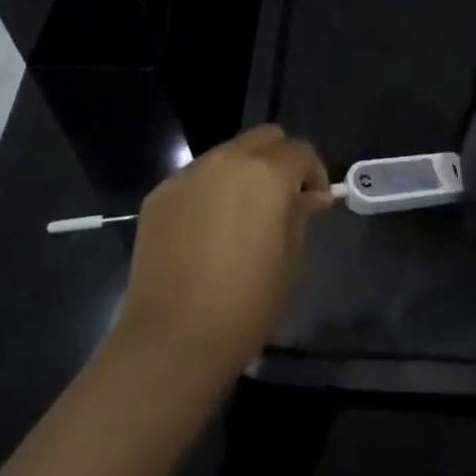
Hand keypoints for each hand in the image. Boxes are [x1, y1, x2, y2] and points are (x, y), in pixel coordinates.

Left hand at [116, 125, 333, 380]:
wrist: (173, 338)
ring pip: (227, 154)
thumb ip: (302, 214)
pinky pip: (196, 178)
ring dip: (243, 173)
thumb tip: (312, 195)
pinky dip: (210, 191)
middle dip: (279, 160)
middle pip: (264, 138)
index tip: (314, 203)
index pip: (301, 151)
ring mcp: (189, 174)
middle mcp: (227, 160)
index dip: (313, 173)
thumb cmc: (246, 303)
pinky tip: (207, 231)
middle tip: (281, 200)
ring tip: (241, 216)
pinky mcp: (161, 193)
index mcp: (267, 173)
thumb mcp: (291, 260)